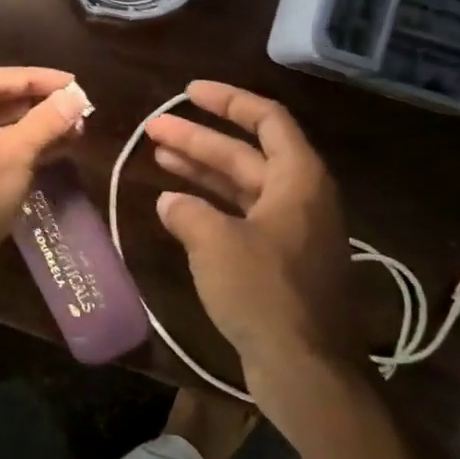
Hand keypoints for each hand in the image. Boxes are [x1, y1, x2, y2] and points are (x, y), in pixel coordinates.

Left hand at [0, 66, 90, 319]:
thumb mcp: (13, 156)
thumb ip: (45, 121)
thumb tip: (75, 97)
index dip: (37, 80)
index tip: (74, 83)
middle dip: (34, 107)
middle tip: (75, 109)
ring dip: (26, 131)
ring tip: (71, 131)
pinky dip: (8, 151)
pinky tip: (48, 153)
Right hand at [146, 81, 356, 415]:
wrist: (305, 367)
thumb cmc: (264, 292)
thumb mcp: (216, 243)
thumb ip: (188, 213)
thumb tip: (170, 202)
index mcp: (298, 179)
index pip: (267, 119)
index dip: (229, 101)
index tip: (190, 91)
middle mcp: (299, 197)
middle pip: (246, 153)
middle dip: (200, 138)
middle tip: (154, 128)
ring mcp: (290, 230)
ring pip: (241, 186)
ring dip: (201, 169)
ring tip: (158, 154)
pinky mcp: (279, 261)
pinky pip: (241, 217)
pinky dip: (211, 207)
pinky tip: (176, 206)